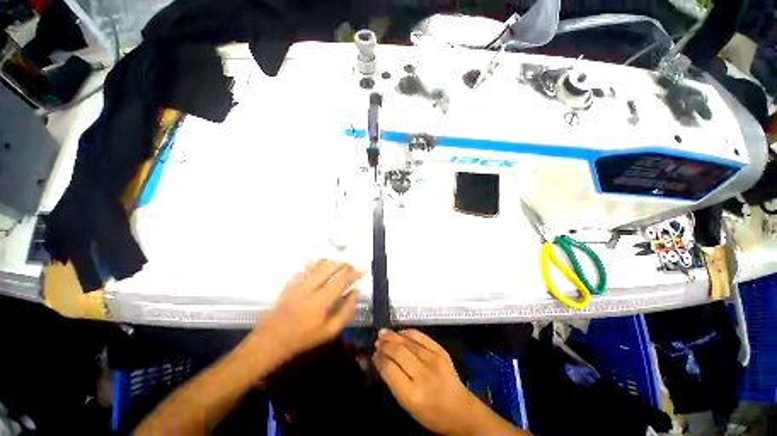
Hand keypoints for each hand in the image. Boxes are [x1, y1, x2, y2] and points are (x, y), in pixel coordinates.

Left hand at [255, 259, 362, 360]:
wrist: (272, 340)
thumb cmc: (304, 338)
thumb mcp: (330, 331)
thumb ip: (346, 311)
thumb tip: (356, 292)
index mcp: (322, 302)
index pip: (341, 281)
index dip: (354, 274)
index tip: (363, 269)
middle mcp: (311, 289)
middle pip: (330, 269)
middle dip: (344, 264)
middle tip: (352, 264)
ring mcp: (298, 285)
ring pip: (318, 266)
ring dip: (331, 261)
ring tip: (340, 261)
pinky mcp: (289, 284)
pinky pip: (303, 268)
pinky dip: (313, 262)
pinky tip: (320, 259)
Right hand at [373, 329, 482, 435]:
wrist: (461, 410)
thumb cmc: (431, 414)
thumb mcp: (408, 406)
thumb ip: (394, 383)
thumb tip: (381, 361)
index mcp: (412, 394)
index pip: (389, 370)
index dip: (379, 359)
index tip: (373, 355)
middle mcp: (423, 374)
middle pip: (398, 353)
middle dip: (385, 345)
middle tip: (377, 341)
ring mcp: (434, 360)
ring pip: (408, 342)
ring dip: (393, 336)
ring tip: (383, 333)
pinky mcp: (441, 351)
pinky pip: (421, 337)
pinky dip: (409, 332)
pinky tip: (401, 332)